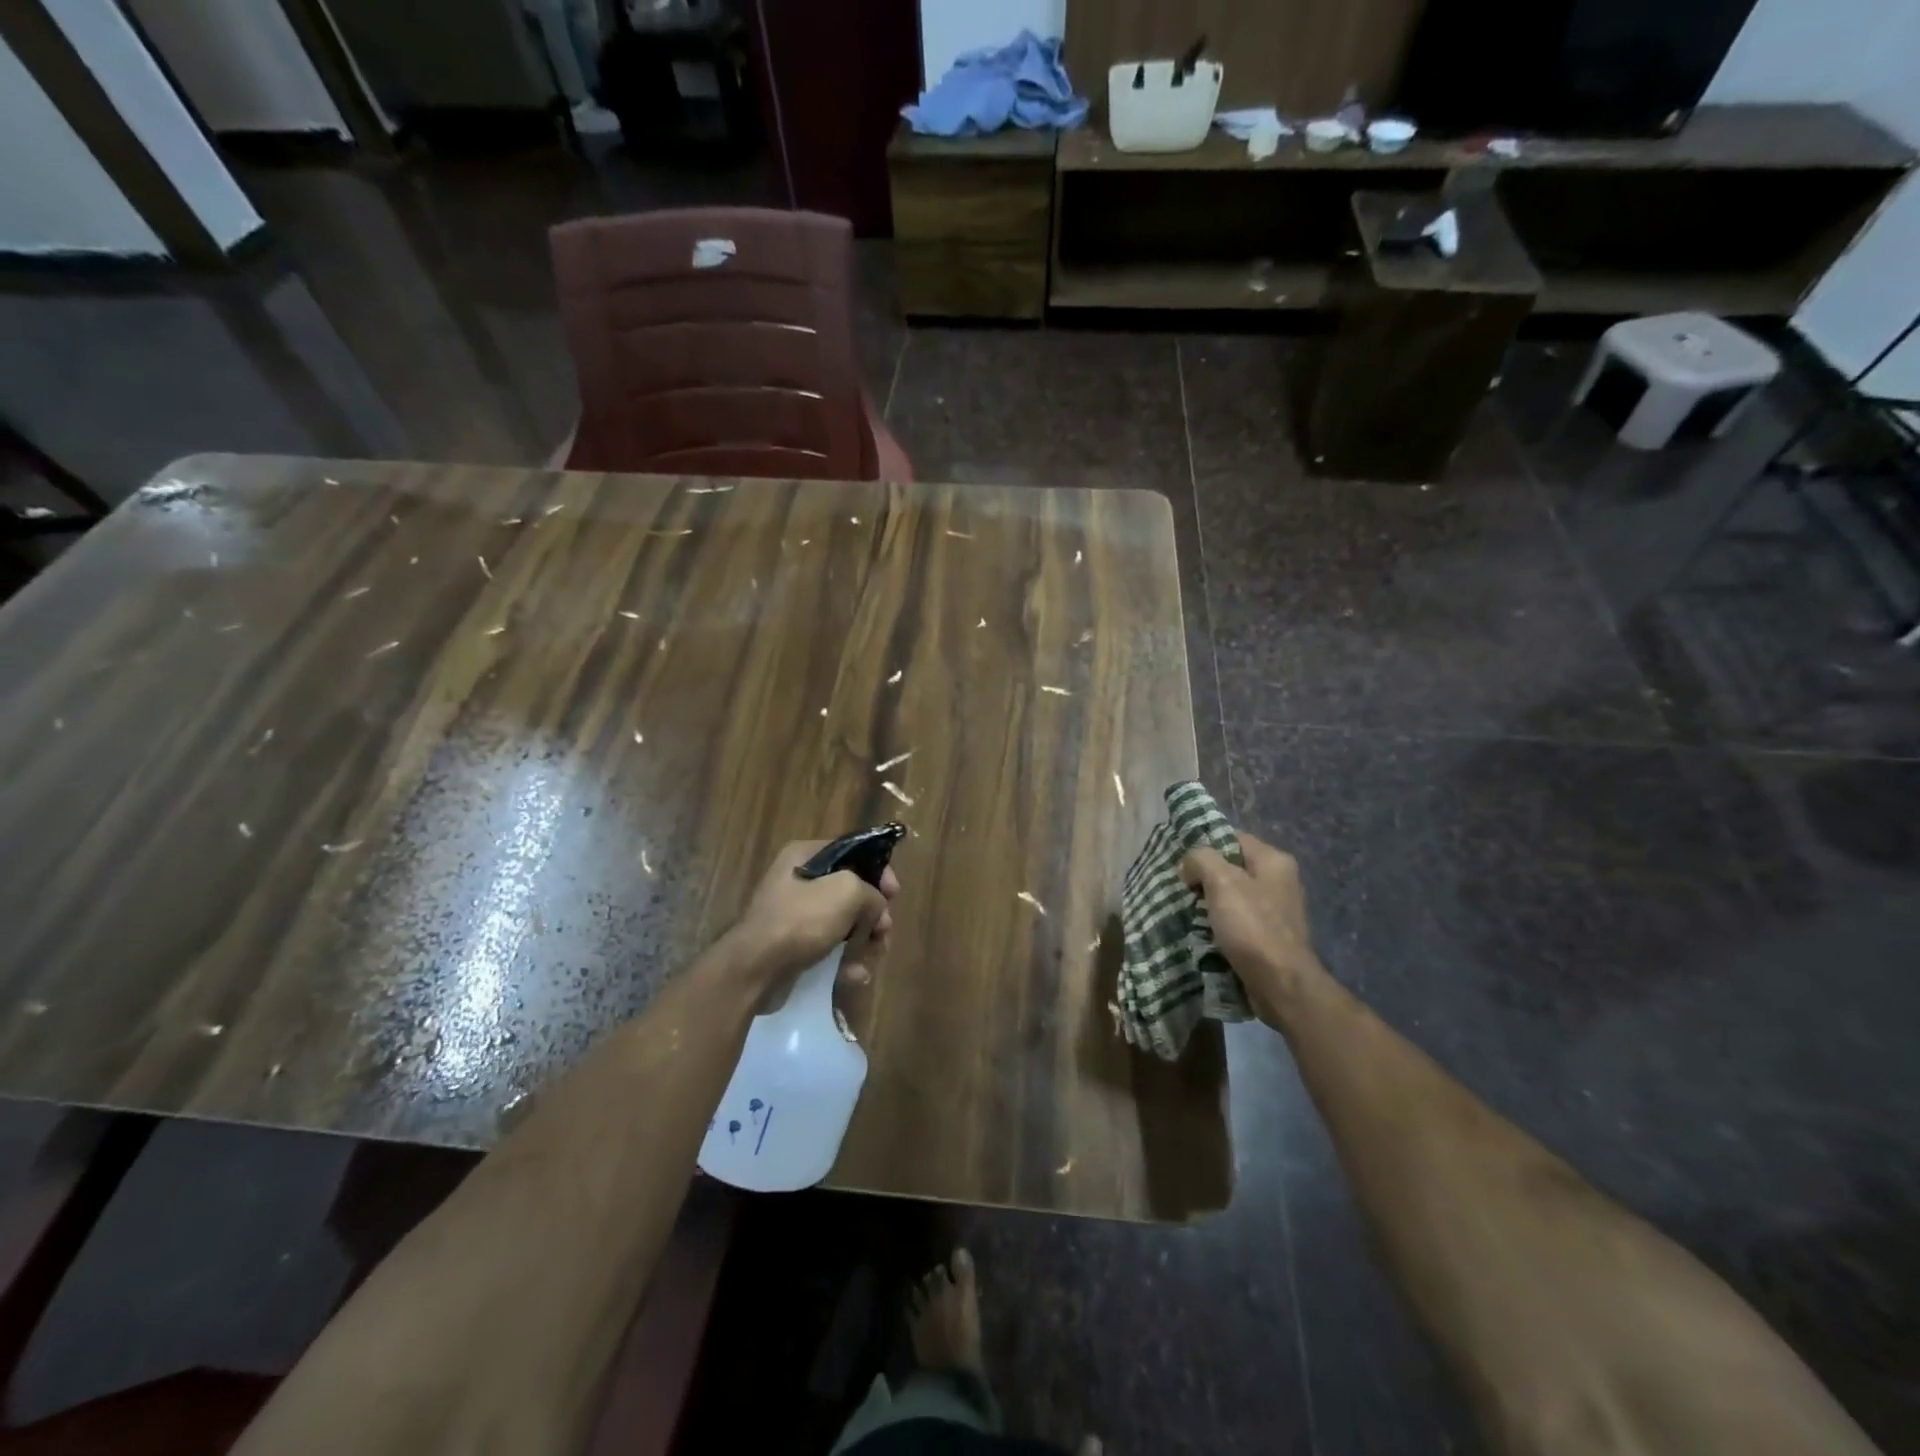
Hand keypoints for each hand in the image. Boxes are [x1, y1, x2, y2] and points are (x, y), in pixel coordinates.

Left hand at [724, 841, 900, 988]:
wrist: (755, 969)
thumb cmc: (801, 920)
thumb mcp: (846, 892)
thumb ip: (871, 893)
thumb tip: (875, 909)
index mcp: (805, 856)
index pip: (853, 852)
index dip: (879, 871)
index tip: (894, 894)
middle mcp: (799, 881)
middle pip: (852, 891)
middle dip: (873, 914)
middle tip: (884, 932)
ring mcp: (796, 915)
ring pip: (845, 923)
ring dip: (864, 942)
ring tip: (871, 959)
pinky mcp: (795, 946)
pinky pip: (830, 948)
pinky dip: (845, 961)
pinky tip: (854, 975)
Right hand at [1180, 831, 1322, 1022]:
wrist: (1281, 984)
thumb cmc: (1252, 926)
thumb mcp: (1221, 881)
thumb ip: (1201, 859)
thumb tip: (1189, 864)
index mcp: (1274, 860)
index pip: (1232, 837)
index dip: (1205, 846)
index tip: (1182, 863)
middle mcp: (1280, 880)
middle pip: (1232, 867)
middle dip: (1205, 877)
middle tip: (1183, 889)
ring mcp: (1277, 910)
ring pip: (1233, 895)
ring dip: (1210, 902)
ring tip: (1190, 912)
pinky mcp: (1270, 935)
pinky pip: (1238, 919)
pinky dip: (1221, 923)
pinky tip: (1205, 932)